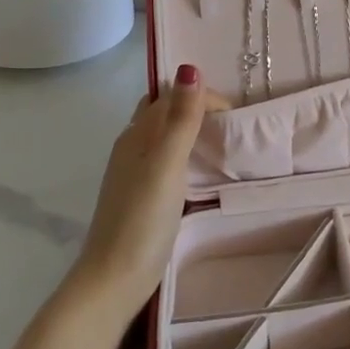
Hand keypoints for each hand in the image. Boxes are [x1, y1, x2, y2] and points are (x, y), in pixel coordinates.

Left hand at [70, 65, 227, 316]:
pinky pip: (168, 161)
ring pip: (165, 137)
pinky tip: (204, 174)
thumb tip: (189, 68)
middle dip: (195, 107)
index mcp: (137, 135)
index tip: (235, 117)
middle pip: (164, 112)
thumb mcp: (167, 164)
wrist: (113, 280)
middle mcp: (133, 147)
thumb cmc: (141, 219)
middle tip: (232, 124)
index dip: (203, 97)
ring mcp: (136, 174)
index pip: (171, 96)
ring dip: (192, 131)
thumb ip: (181, 119)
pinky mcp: (143, 197)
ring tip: (225, 143)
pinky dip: (188, 156)